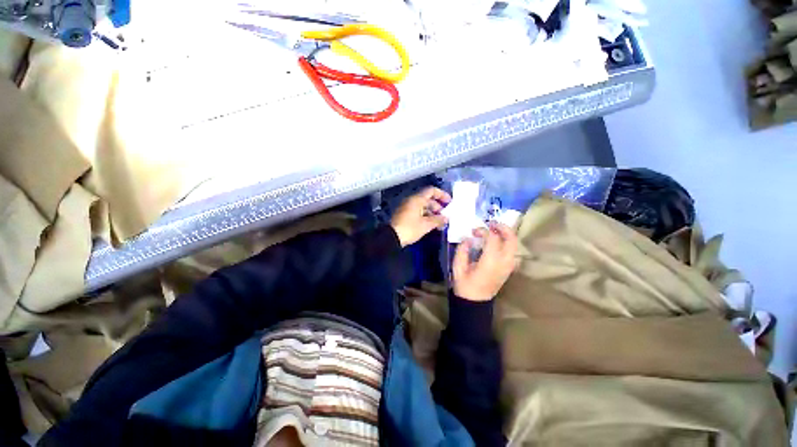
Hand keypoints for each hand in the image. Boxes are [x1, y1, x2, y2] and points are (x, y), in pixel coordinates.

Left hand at [390, 187, 451, 246]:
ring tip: (439, 223)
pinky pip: (417, 212)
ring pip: (422, 206)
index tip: (449, 202)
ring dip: (432, 213)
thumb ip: (438, 220)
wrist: (392, 237)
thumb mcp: (426, 225)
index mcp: (417, 199)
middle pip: (427, 199)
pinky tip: (430, 225)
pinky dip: (425, 216)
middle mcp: (411, 200)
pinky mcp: (404, 215)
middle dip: (437, 206)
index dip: (441, 195)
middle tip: (444, 216)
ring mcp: (406, 207)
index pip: (431, 191)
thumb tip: (446, 218)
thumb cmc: (410, 228)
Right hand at [453, 222, 517, 301]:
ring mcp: (508, 266)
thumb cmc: (465, 285)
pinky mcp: (509, 269)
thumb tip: (468, 239)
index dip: (484, 231)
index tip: (474, 231)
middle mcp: (503, 262)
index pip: (493, 239)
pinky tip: (496, 242)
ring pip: (514, 245)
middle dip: (503, 228)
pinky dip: (507, 243)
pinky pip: (512, 251)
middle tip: (491, 224)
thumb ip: (462, 250)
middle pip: (511, 239)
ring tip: (494, 230)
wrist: (475, 302)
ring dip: (506, 235)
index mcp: (490, 262)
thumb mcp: (458, 267)